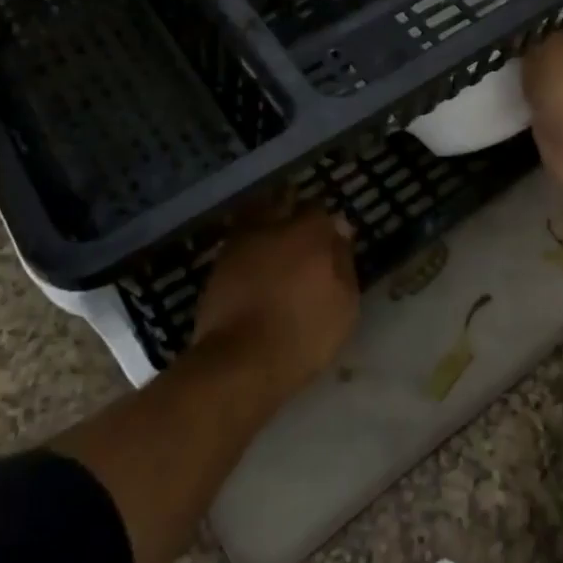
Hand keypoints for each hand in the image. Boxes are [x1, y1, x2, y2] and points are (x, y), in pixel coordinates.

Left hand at [193, 205, 358, 406]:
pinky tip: (255, 259)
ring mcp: (240, 244)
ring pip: (254, 215)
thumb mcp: (344, 303)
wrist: (241, 362)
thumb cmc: (304, 333)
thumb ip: (343, 261)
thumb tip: (340, 230)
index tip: (331, 234)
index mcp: (308, 232)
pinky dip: (248, 244)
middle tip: (300, 225)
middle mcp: (272, 227)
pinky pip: (238, 241)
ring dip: (265, 218)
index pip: (319, 209)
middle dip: (291, 205)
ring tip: (275, 237)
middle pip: (282, 201)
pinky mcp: (218, 265)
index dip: (325, 220)